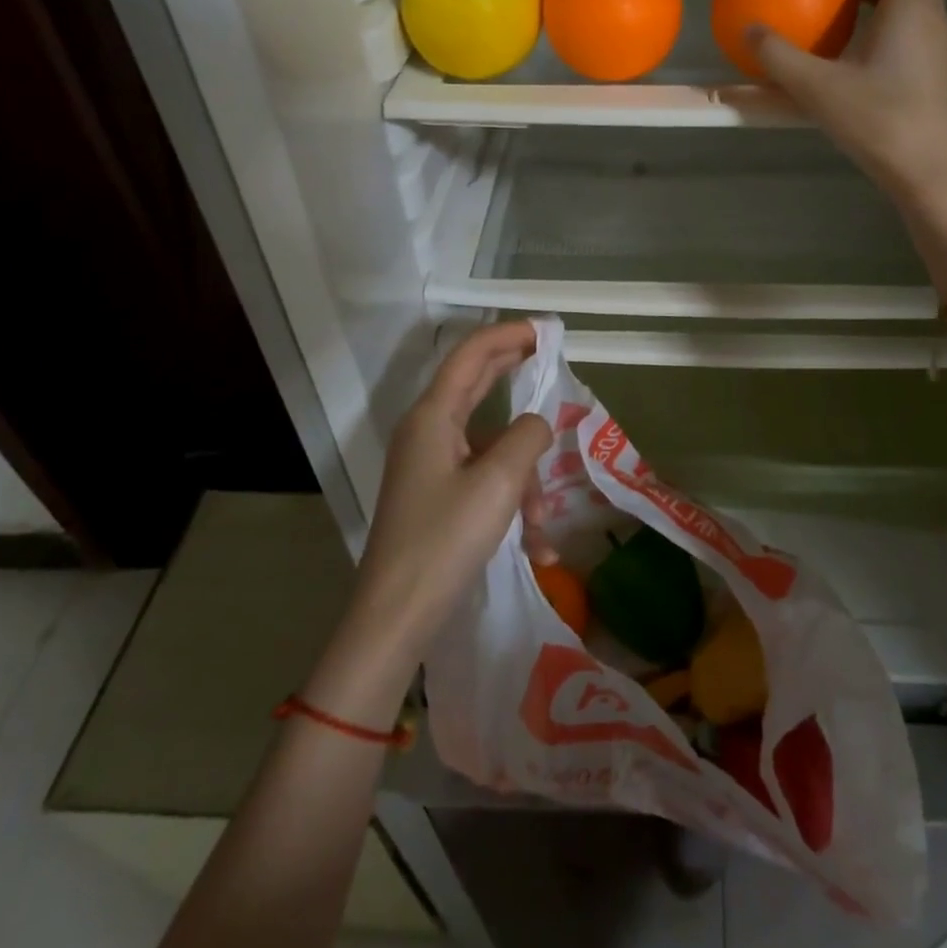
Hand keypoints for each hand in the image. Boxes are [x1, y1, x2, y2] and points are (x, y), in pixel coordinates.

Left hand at [352, 322, 554, 658]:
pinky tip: (535, 546)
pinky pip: (483, 481)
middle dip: (516, 375)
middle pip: (477, 385)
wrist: (395, 617)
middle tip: (551, 361)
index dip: (507, 335)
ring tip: (541, 524)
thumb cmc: (445, 540)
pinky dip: (509, 503)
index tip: (544, 330)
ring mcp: (431, 464)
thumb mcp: (498, 482)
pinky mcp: (437, 495)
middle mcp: (428, 431)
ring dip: (523, 476)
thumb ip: (527, 437)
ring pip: (490, 446)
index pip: (471, 354)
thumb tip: (536, 424)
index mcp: (433, 416)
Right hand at [749, 0, 946, 208]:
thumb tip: (748, 29)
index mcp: (911, 7)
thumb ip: (779, 56)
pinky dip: (890, 23)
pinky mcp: (939, 75)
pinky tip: (860, 53)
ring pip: (917, 4)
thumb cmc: (878, 121)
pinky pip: (916, 31)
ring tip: (847, 6)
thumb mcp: (817, 88)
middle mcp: (934, 19)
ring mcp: (941, 49)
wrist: (930, 172)